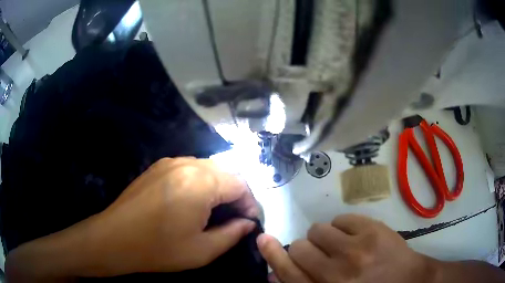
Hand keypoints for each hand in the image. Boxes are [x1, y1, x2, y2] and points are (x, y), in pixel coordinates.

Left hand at [6, 157, 258, 279]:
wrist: (115, 238)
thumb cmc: (159, 248)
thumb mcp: (202, 250)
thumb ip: (232, 233)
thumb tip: (247, 222)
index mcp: (200, 182)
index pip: (240, 183)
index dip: (249, 202)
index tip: (248, 221)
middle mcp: (186, 164)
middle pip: (225, 171)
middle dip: (236, 193)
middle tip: (234, 217)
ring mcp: (169, 162)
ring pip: (207, 168)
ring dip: (218, 187)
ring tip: (215, 211)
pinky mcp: (157, 167)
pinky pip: (189, 169)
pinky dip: (200, 183)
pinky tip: (192, 202)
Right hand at [257, 214, 434, 282]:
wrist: (409, 280)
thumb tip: (277, 273)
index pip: (289, 273)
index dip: (274, 255)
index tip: (264, 240)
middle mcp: (337, 274)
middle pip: (302, 248)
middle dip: (306, 249)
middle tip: (321, 254)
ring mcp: (356, 250)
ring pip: (319, 230)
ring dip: (324, 237)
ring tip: (339, 244)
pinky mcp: (373, 230)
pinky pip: (342, 219)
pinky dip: (343, 227)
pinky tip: (355, 237)